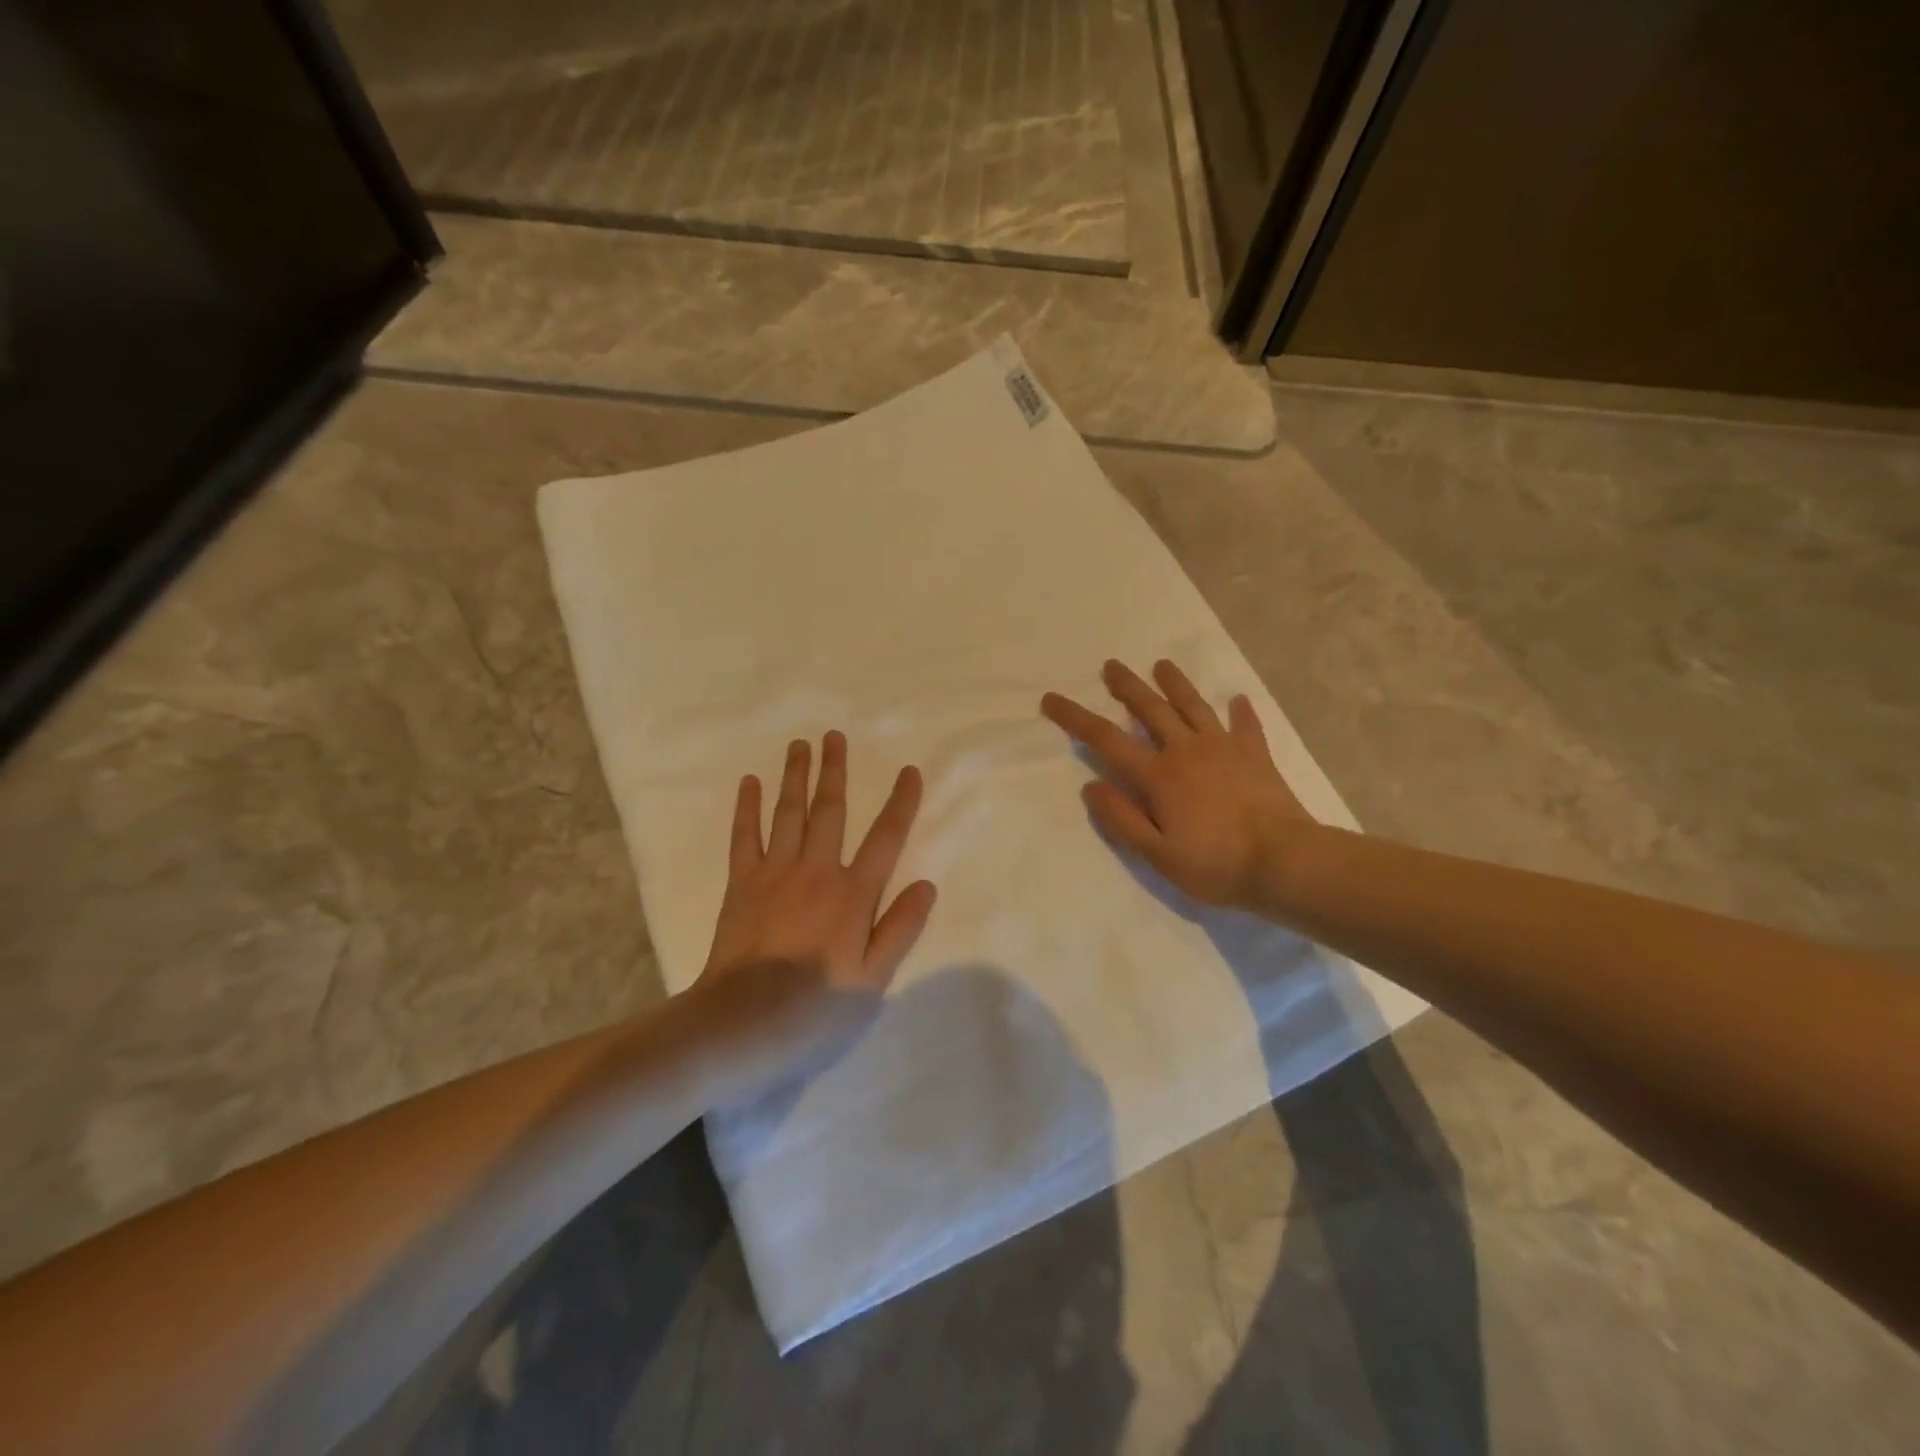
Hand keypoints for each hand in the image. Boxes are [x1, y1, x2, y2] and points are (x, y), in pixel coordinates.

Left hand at [703, 731, 936, 996]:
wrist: (745, 1021)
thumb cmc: (816, 1006)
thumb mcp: (873, 980)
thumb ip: (901, 928)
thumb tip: (928, 885)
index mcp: (853, 894)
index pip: (886, 838)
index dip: (900, 802)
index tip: (909, 771)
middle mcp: (817, 871)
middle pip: (830, 810)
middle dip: (835, 771)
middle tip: (835, 736)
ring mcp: (775, 873)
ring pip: (789, 813)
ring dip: (796, 776)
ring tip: (800, 745)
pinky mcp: (741, 883)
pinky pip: (744, 836)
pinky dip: (747, 808)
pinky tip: (750, 783)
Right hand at [1042, 659, 1314, 908]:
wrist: (1285, 861)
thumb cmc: (1215, 864)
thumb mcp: (1156, 854)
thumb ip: (1121, 819)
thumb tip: (1090, 787)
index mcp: (1158, 775)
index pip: (1106, 739)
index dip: (1075, 718)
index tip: (1052, 699)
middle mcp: (1186, 751)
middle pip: (1150, 710)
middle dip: (1127, 687)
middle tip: (1111, 665)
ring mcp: (1223, 748)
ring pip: (1193, 706)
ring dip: (1175, 684)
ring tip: (1162, 665)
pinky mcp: (1255, 755)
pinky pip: (1245, 726)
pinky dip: (1240, 711)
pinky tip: (1238, 699)